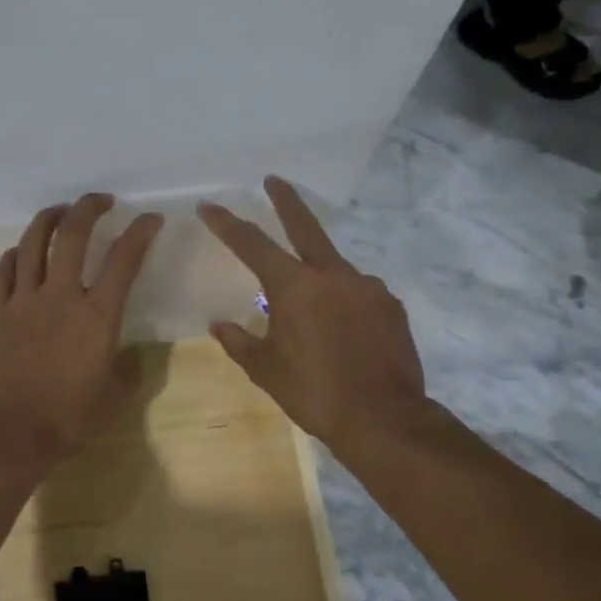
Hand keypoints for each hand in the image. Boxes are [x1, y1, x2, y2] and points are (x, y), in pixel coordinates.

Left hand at [0, 193, 164, 472]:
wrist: (7, 435)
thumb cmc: (66, 421)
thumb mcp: (112, 399)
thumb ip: (127, 371)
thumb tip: (130, 355)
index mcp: (97, 316)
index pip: (124, 260)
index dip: (140, 232)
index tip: (150, 218)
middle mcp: (60, 297)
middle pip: (73, 235)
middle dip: (88, 208)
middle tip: (100, 200)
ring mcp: (23, 301)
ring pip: (33, 243)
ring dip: (48, 219)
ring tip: (60, 211)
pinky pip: (4, 270)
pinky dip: (16, 253)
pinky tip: (22, 252)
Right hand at [200, 176, 436, 458]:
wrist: (385, 420)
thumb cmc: (315, 393)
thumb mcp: (266, 371)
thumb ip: (239, 342)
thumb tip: (218, 325)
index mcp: (294, 287)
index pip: (252, 244)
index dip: (227, 224)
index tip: (210, 206)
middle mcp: (332, 275)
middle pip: (305, 226)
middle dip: (285, 200)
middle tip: (274, 180)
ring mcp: (367, 287)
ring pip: (334, 269)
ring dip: (318, 274)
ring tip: (313, 310)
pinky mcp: (391, 305)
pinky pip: (360, 293)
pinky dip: (345, 301)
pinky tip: (344, 328)